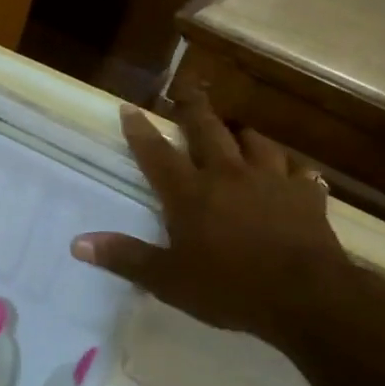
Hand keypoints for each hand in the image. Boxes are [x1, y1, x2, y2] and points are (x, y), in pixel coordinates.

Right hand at [70, 94, 354, 352]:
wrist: (307, 297)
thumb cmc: (230, 288)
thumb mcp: (168, 280)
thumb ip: (125, 257)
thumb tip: (77, 243)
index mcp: (190, 193)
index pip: (157, 153)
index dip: (140, 130)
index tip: (129, 107)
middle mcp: (228, 175)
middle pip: (207, 130)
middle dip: (193, 107)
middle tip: (185, 88)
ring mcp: (271, 181)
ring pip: (255, 143)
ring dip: (242, 134)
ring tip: (236, 130)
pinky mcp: (306, 195)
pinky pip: (299, 171)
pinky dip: (291, 168)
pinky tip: (291, 171)